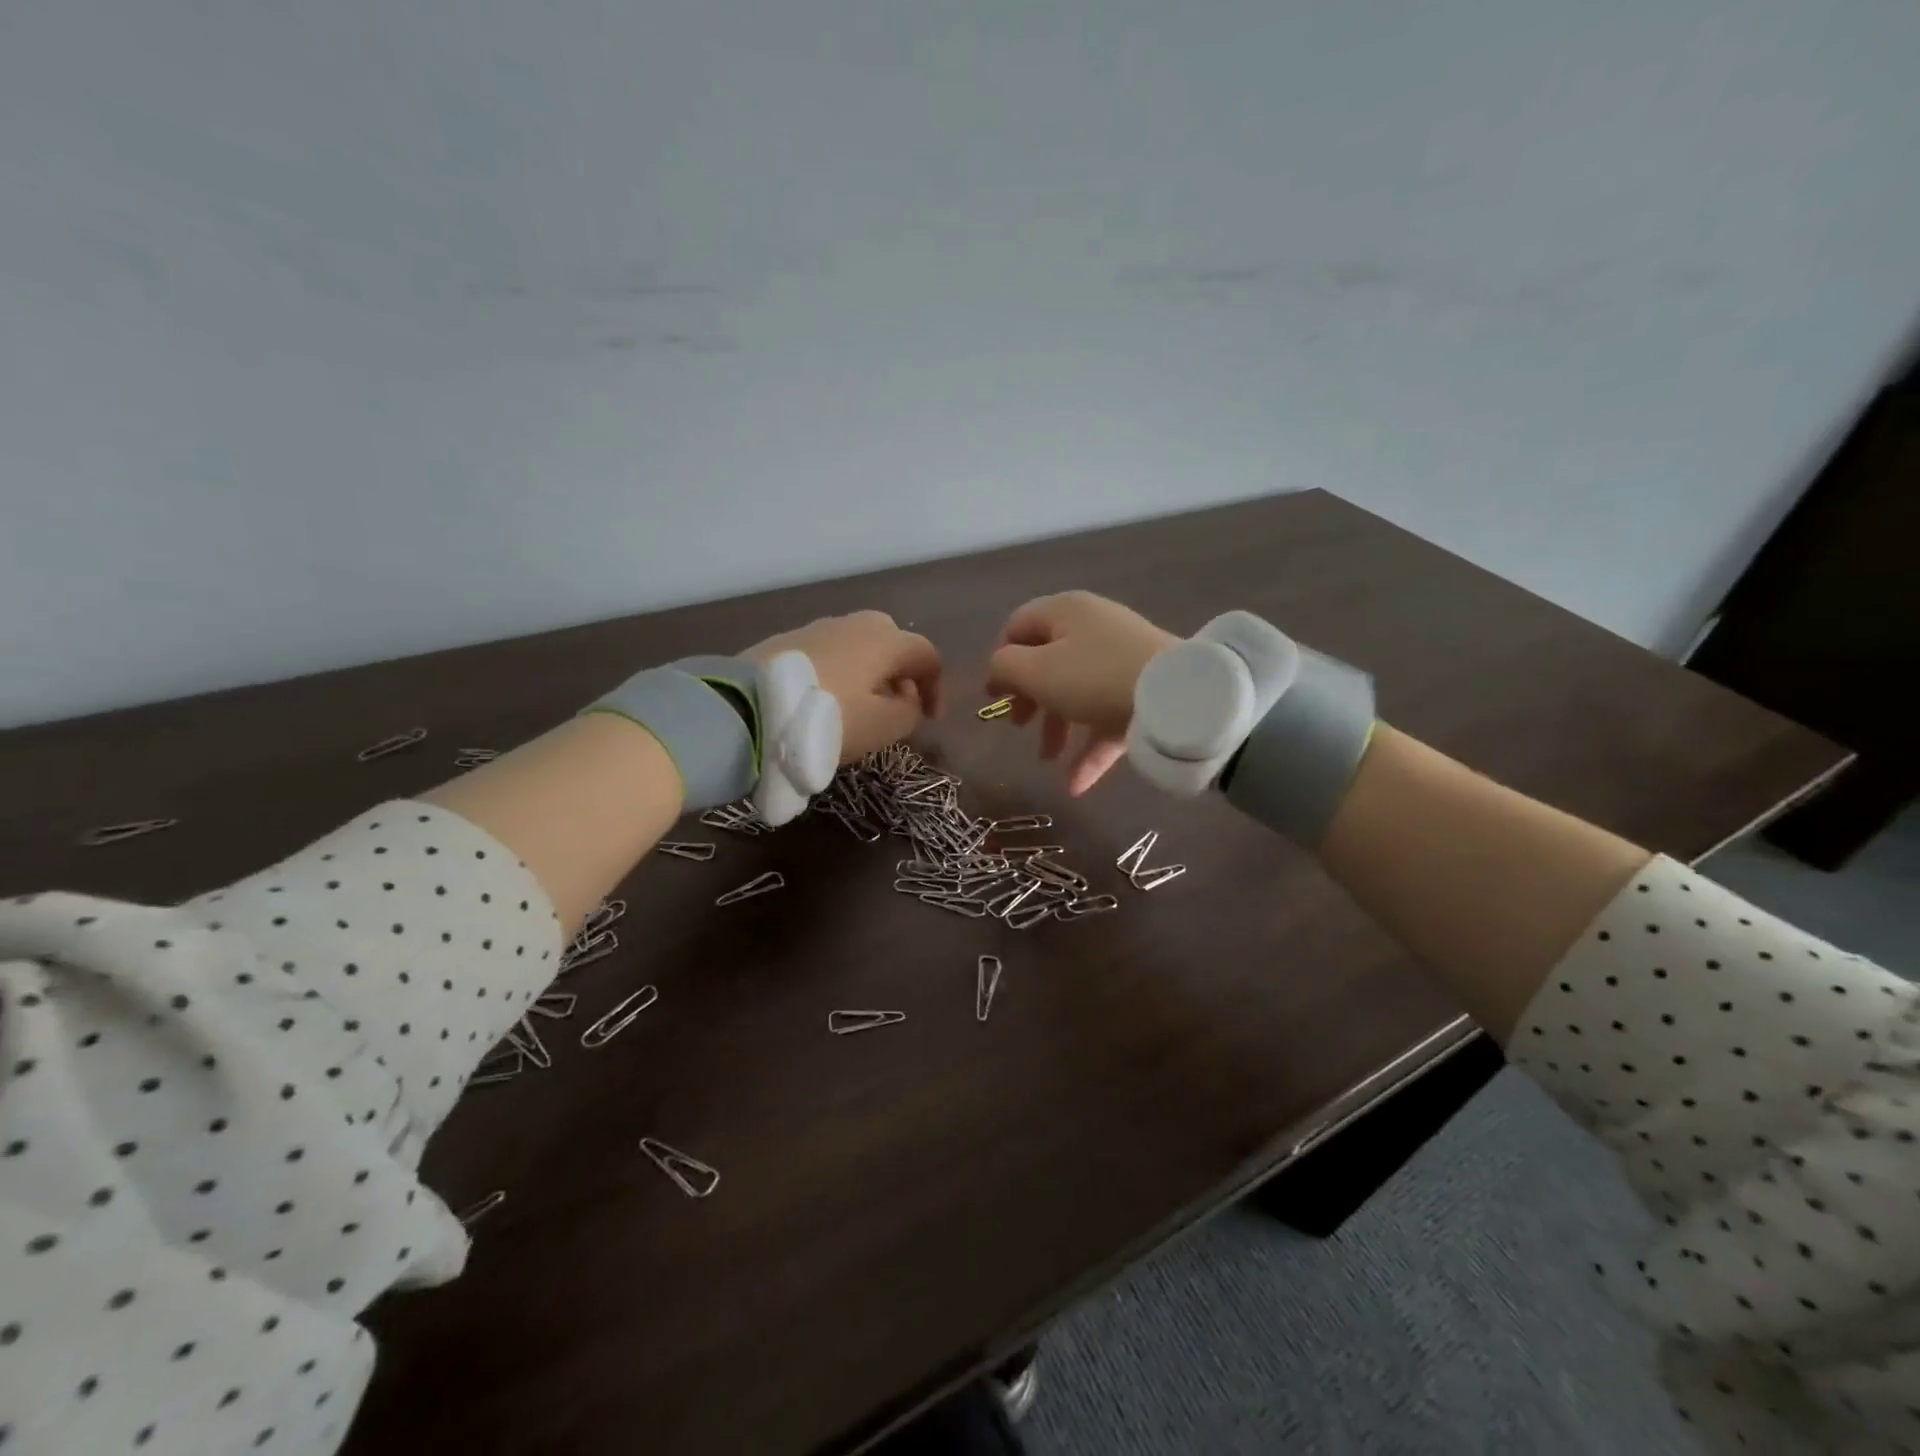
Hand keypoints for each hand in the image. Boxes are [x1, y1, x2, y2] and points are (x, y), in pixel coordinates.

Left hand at [746, 611, 942, 762]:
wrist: (749, 707)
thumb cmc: (828, 718)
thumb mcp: (882, 727)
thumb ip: (909, 712)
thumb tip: (907, 699)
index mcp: (885, 640)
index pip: (927, 655)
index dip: (936, 687)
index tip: (931, 719)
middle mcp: (854, 624)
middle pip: (892, 641)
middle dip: (901, 672)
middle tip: (896, 705)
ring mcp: (818, 628)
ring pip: (858, 645)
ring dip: (868, 672)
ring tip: (859, 706)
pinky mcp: (787, 640)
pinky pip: (828, 652)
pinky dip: (839, 672)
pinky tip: (825, 698)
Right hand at [986, 591, 1176, 794]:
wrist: (1174, 696)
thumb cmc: (1093, 677)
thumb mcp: (1036, 672)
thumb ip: (1005, 668)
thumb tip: (999, 672)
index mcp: (1064, 612)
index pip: (1019, 626)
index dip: (1001, 660)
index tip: (995, 696)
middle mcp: (1092, 629)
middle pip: (1048, 662)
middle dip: (1029, 699)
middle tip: (1019, 726)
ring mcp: (1121, 660)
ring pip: (1077, 693)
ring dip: (1057, 728)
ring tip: (1047, 760)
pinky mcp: (1142, 691)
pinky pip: (1107, 718)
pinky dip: (1090, 749)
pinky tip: (1076, 786)